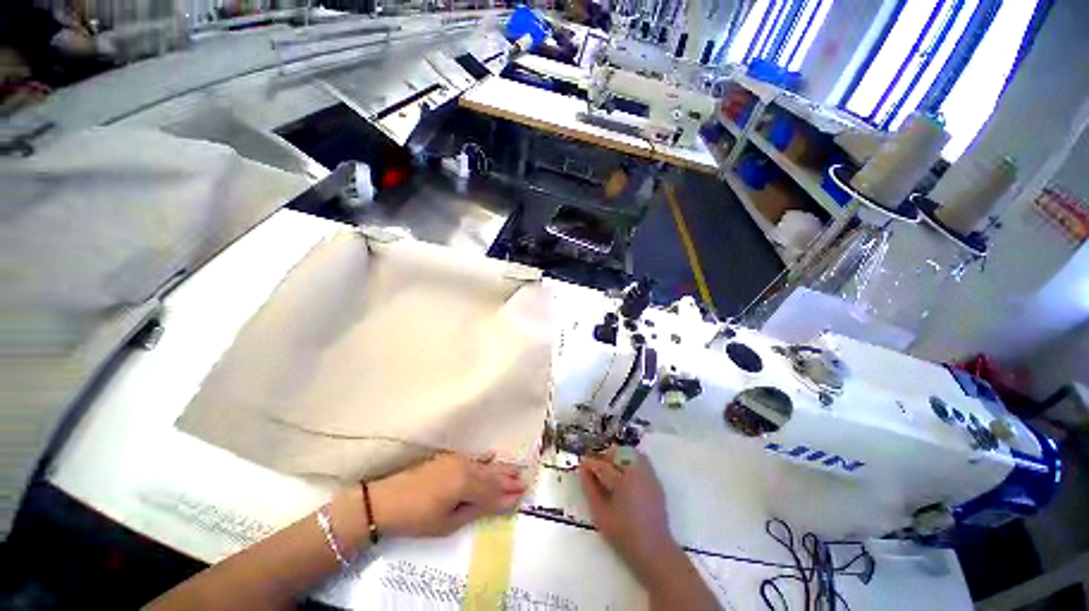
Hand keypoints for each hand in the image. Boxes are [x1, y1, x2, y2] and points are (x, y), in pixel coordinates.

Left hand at [369, 452, 526, 537]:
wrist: (387, 500)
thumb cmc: (418, 517)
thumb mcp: (449, 522)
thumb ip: (478, 508)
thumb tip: (503, 502)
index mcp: (467, 483)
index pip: (494, 489)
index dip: (509, 492)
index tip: (524, 492)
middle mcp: (466, 467)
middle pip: (492, 474)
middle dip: (509, 478)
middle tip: (526, 480)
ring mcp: (458, 460)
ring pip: (485, 465)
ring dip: (501, 469)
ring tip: (516, 470)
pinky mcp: (449, 458)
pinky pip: (474, 458)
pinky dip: (486, 460)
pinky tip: (493, 456)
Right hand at [578, 447, 680, 580]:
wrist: (654, 549)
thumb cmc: (623, 534)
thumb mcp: (600, 515)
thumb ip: (589, 490)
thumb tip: (582, 471)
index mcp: (621, 482)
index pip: (601, 465)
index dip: (589, 463)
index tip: (581, 464)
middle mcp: (636, 473)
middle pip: (616, 453)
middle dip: (603, 456)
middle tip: (594, 465)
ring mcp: (647, 475)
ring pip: (630, 453)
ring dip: (617, 455)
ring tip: (609, 466)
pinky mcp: (655, 480)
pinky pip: (642, 459)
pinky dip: (631, 459)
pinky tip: (624, 470)